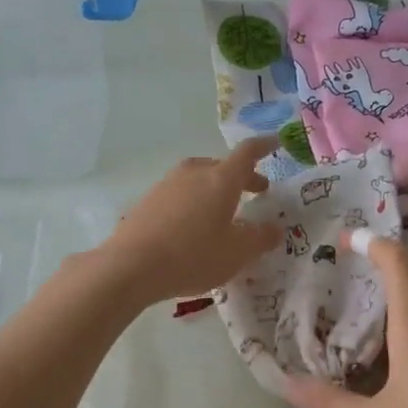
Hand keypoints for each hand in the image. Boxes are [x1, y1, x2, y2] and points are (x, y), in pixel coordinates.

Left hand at [101, 138, 279, 304]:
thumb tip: (276, 228)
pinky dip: (195, 202)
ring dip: (217, 190)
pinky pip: (181, 194)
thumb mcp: (236, 254)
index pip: (247, 153)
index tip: (276, 142)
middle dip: (243, 177)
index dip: (264, 146)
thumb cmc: (193, 256)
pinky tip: (194, 225)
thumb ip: (260, 238)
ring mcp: (168, 184)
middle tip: (258, 191)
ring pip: (200, 179)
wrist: (131, 266)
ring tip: (225, 211)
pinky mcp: (149, 200)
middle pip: (223, 166)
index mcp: (221, 179)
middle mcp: (194, 173)